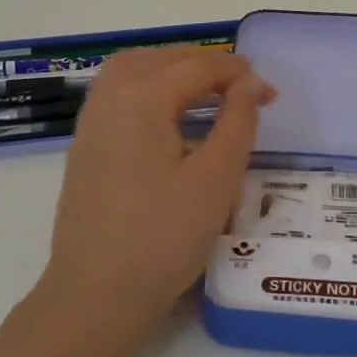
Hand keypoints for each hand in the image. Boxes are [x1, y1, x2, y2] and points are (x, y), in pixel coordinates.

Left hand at [34, 48, 274, 336]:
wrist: (95, 296)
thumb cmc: (162, 239)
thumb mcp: (215, 181)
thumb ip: (237, 123)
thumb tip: (249, 84)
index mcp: (140, 98)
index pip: (196, 67)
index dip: (238, 75)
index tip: (271, 95)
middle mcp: (109, 98)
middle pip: (162, 60)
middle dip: (206, 64)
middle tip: (244, 86)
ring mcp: (90, 123)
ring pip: (133, 70)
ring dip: (173, 70)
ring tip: (209, 90)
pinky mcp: (85, 147)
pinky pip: (118, 95)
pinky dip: (150, 88)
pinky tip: (171, 117)